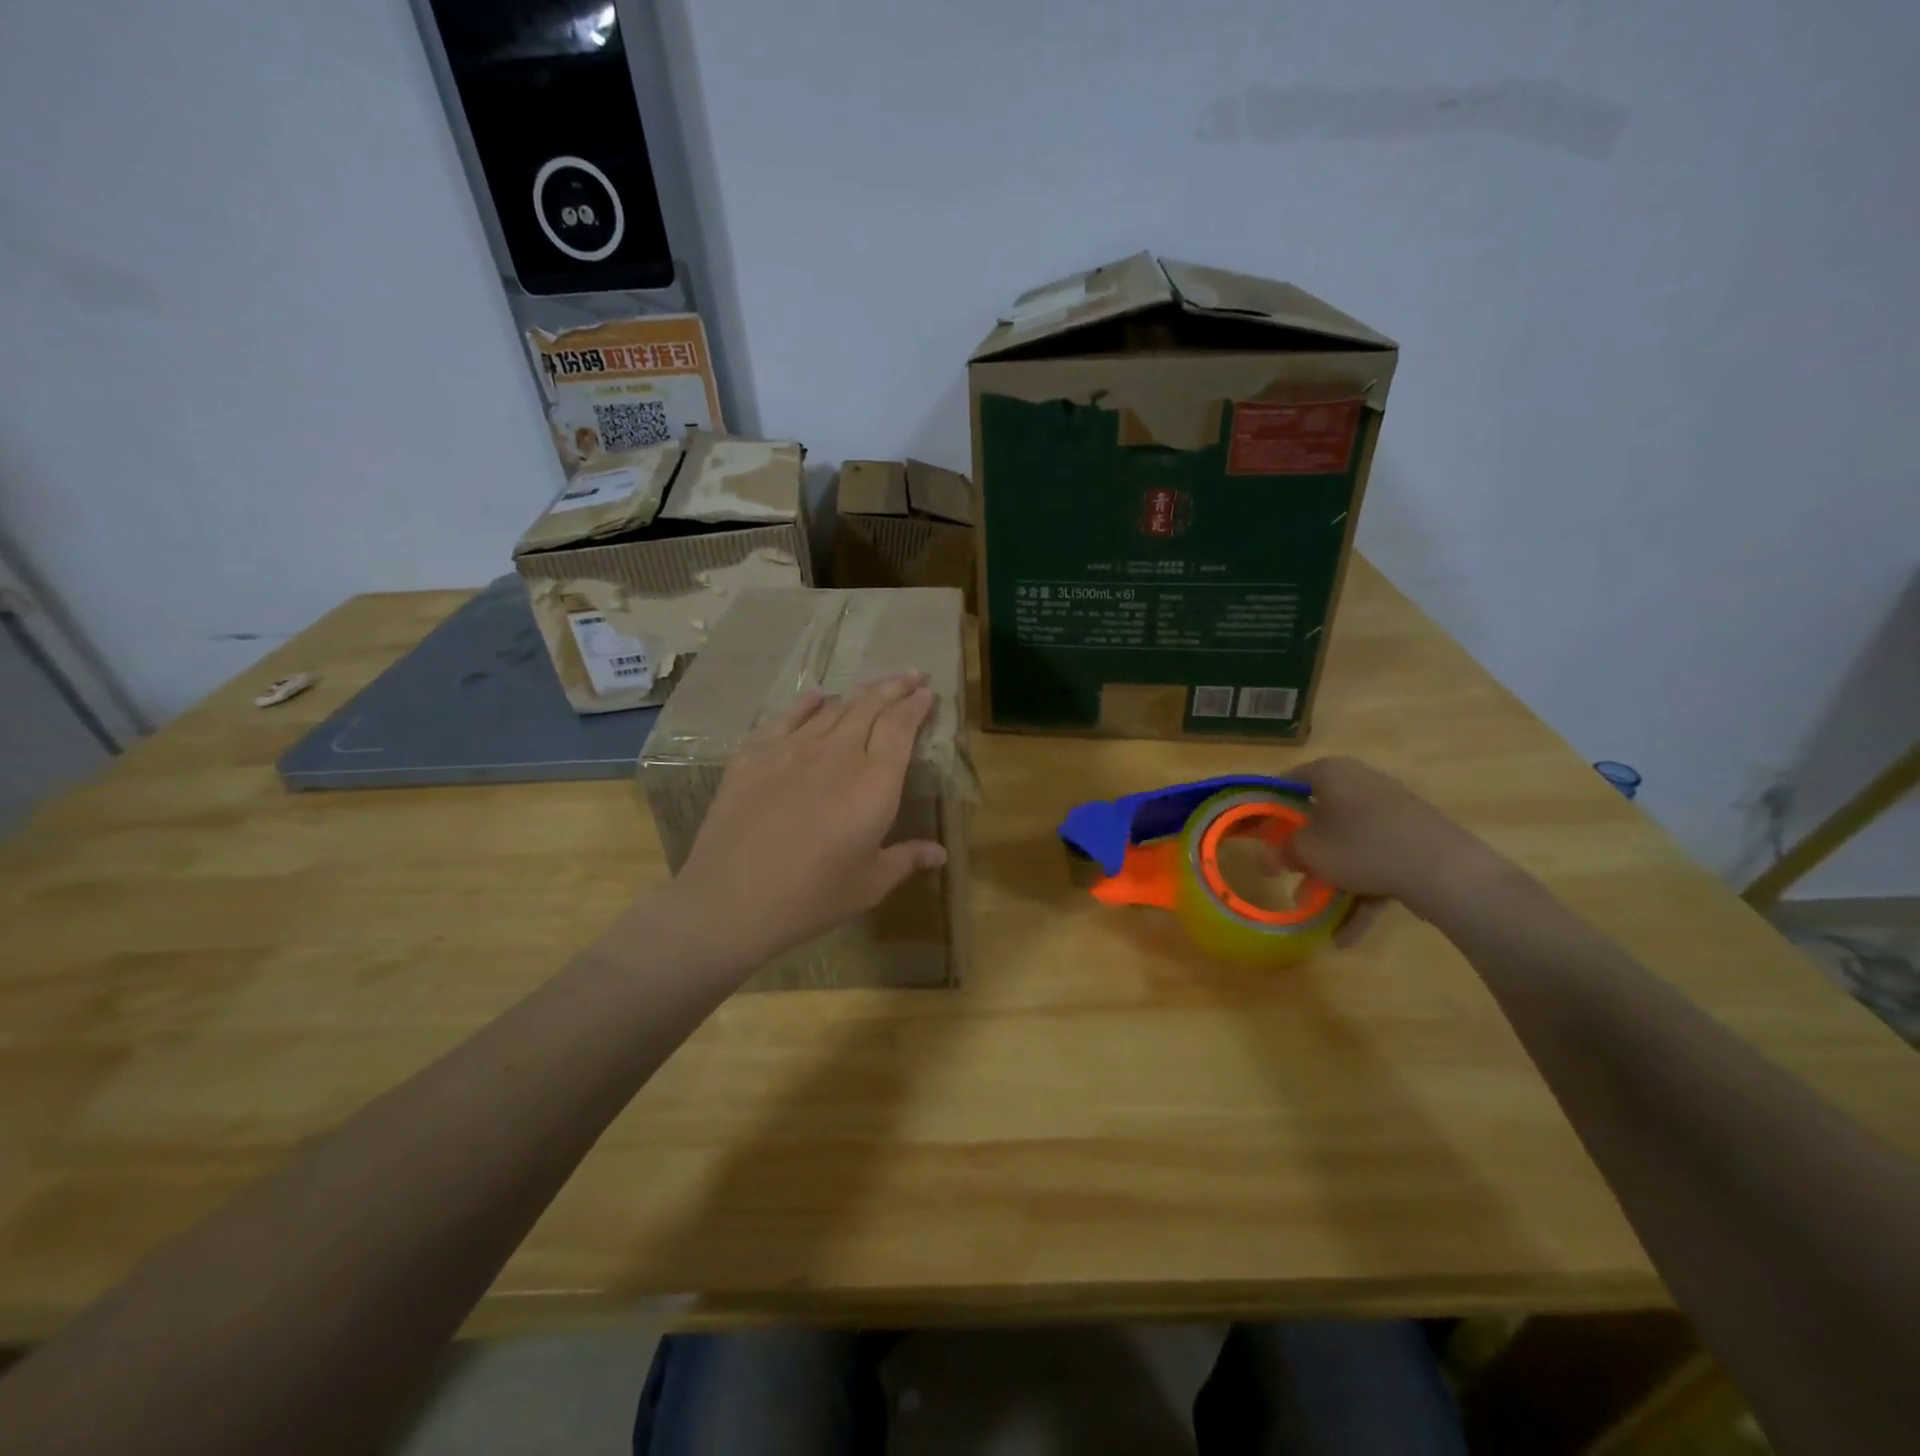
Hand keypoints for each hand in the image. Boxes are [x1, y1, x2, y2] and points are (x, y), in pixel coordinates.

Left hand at [669, 672, 946, 969]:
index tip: (927, 692)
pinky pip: (786, 718)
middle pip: (870, 707)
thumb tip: (940, 853)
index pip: (900, 729)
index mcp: (874, 783)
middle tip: (911, 675)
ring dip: (858, 693)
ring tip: (873, 686)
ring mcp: (791, 749)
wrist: (731, 900)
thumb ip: (907, 859)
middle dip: (894, 687)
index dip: (916, 706)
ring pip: (832, 709)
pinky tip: (816, 695)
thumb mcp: (869, 883)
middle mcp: (837, 754)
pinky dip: (807, 703)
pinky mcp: (754, 755)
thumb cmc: (812, 898)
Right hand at [1282, 756, 1498, 944]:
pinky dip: (1361, 895)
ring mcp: (1391, 813)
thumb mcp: (1308, 850)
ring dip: (1330, 881)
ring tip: (1315, 915)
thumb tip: (1269, 858)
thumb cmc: (1362, 846)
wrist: (1445, 870)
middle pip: (1319, 818)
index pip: (1286, 783)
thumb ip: (1282, 851)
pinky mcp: (1414, 840)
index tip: (1255, 835)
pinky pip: (1376, 864)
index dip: (1266, 809)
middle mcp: (1361, 784)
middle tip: (1286, 876)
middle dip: (1302, 854)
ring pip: (1348, 846)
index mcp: (1332, 773)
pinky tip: (1347, 936)